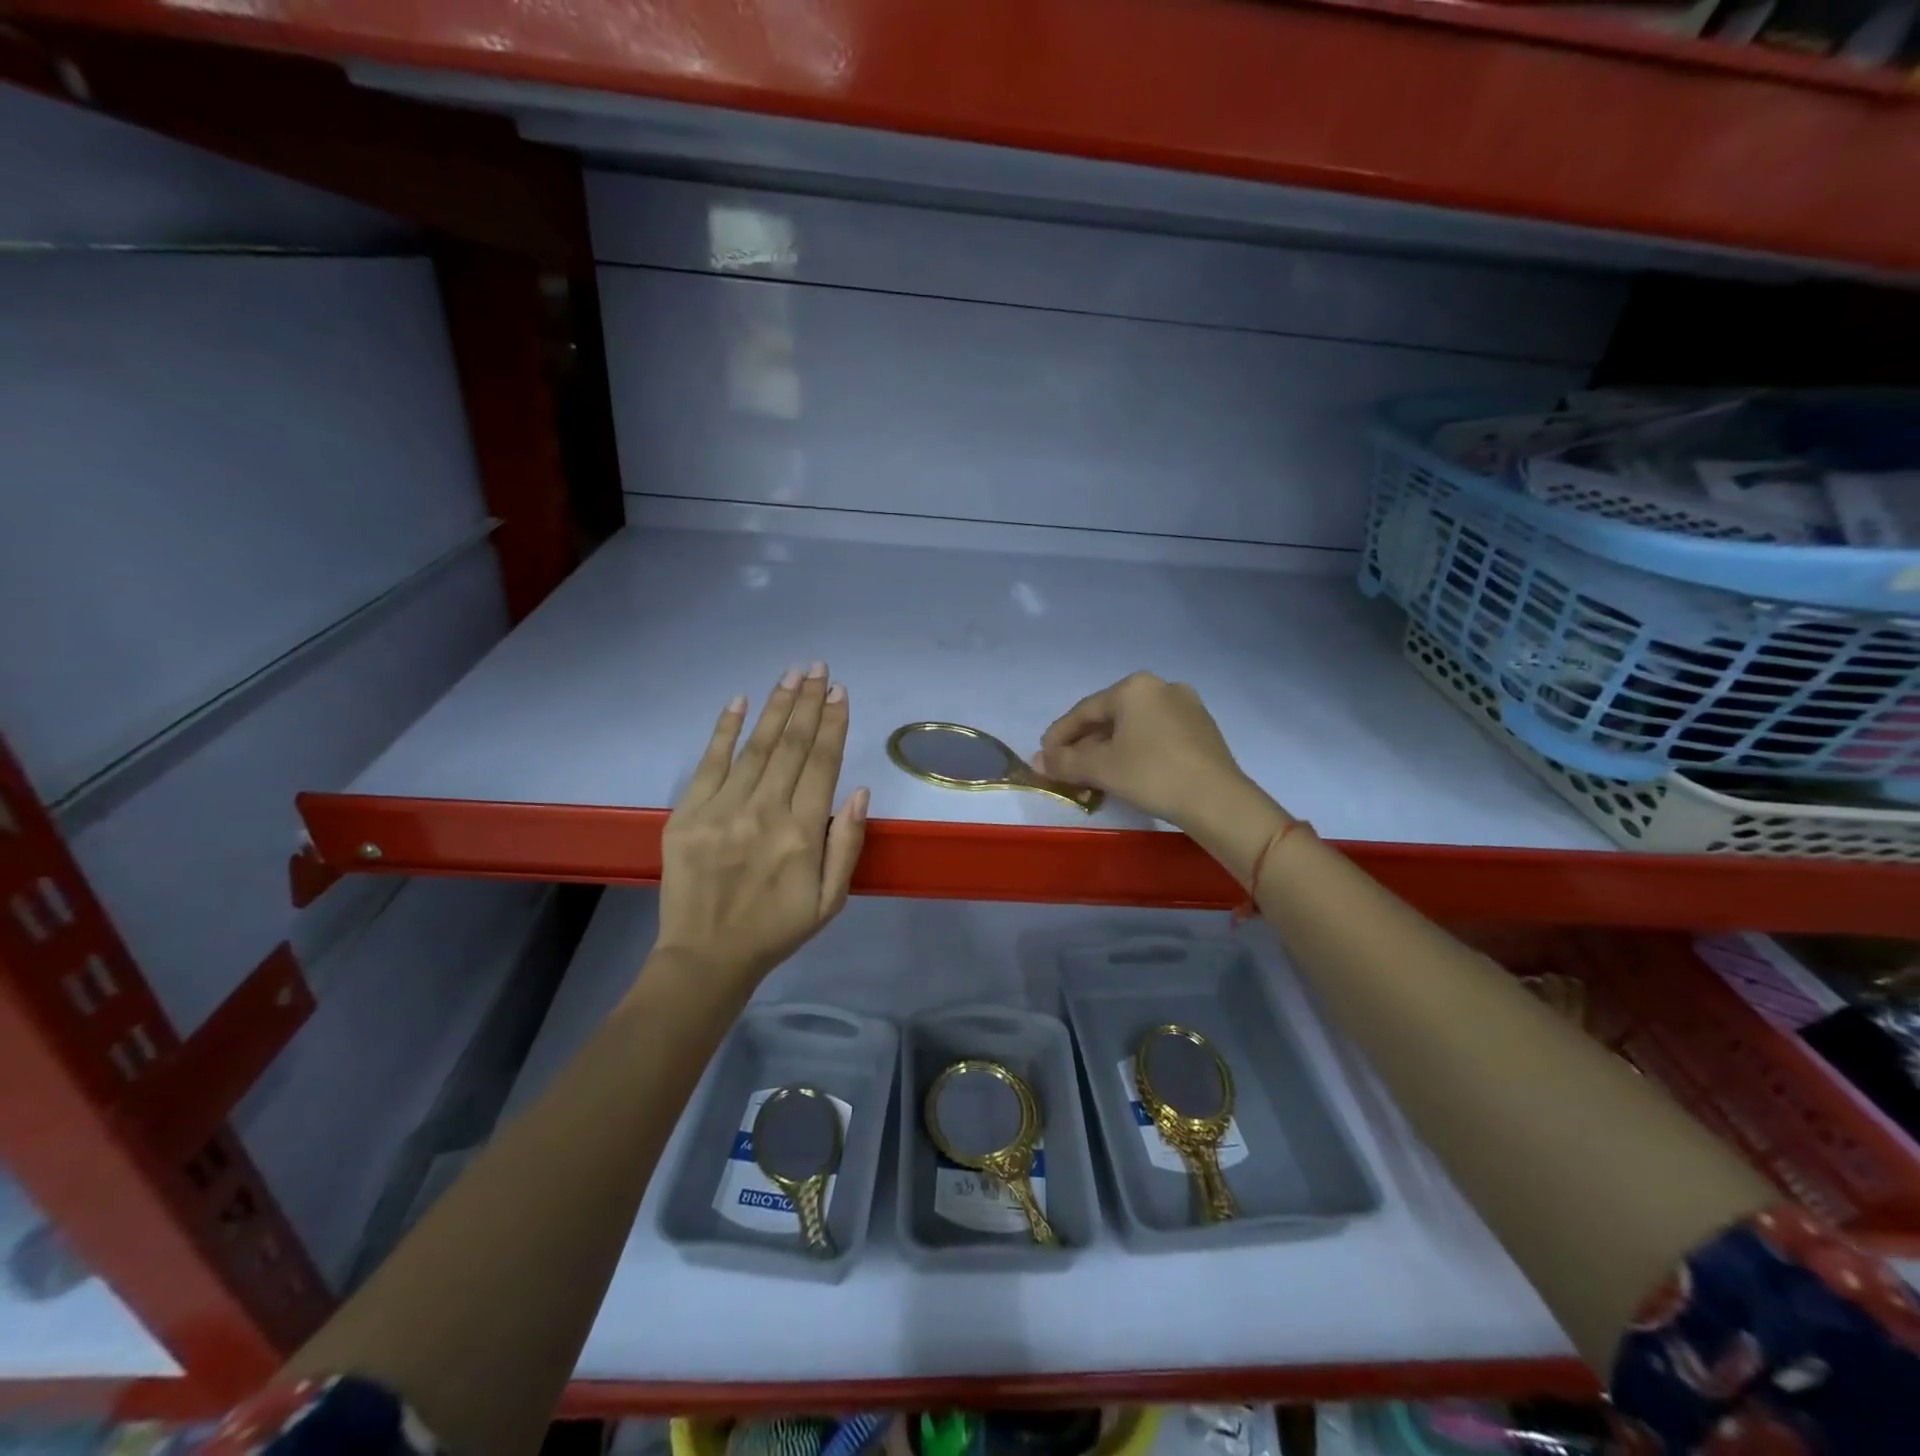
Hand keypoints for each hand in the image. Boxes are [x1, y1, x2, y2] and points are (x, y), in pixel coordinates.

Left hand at [654, 664, 868, 990]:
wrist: (706, 957)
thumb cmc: (777, 928)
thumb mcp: (831, 899)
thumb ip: (847, 844)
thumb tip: (859, 791)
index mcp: (802, 833)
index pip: (822, 763)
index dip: (833, 723)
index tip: (840, 691)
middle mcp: (764, 811)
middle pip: (791, 744)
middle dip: (808, 702)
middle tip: (818, 668)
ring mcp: (721, 809)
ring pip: (755, 747)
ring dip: (775, 707)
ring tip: (791, 676)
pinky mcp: (687, 814)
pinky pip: (709, 763)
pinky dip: (724, 729)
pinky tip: (739, 701)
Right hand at [1039, 672, 1288, 881]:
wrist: (1217, 800)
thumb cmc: (1151, 774)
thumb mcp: (1100, 768)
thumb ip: (1065, 761)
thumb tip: (1038, 761)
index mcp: (1134, 687)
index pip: (1084, 711)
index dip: (1059, 735)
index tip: (1043, 757)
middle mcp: (1161, 687)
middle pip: (1110, 717)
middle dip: (1084, 744)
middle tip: (1067, 769)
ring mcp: (1186, 707)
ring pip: (1134, 727)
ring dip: (1108, 750)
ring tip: (1093, 776)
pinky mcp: (1202, 730)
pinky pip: (1156, 736)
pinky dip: (1135, 751)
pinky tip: (1127, 773)